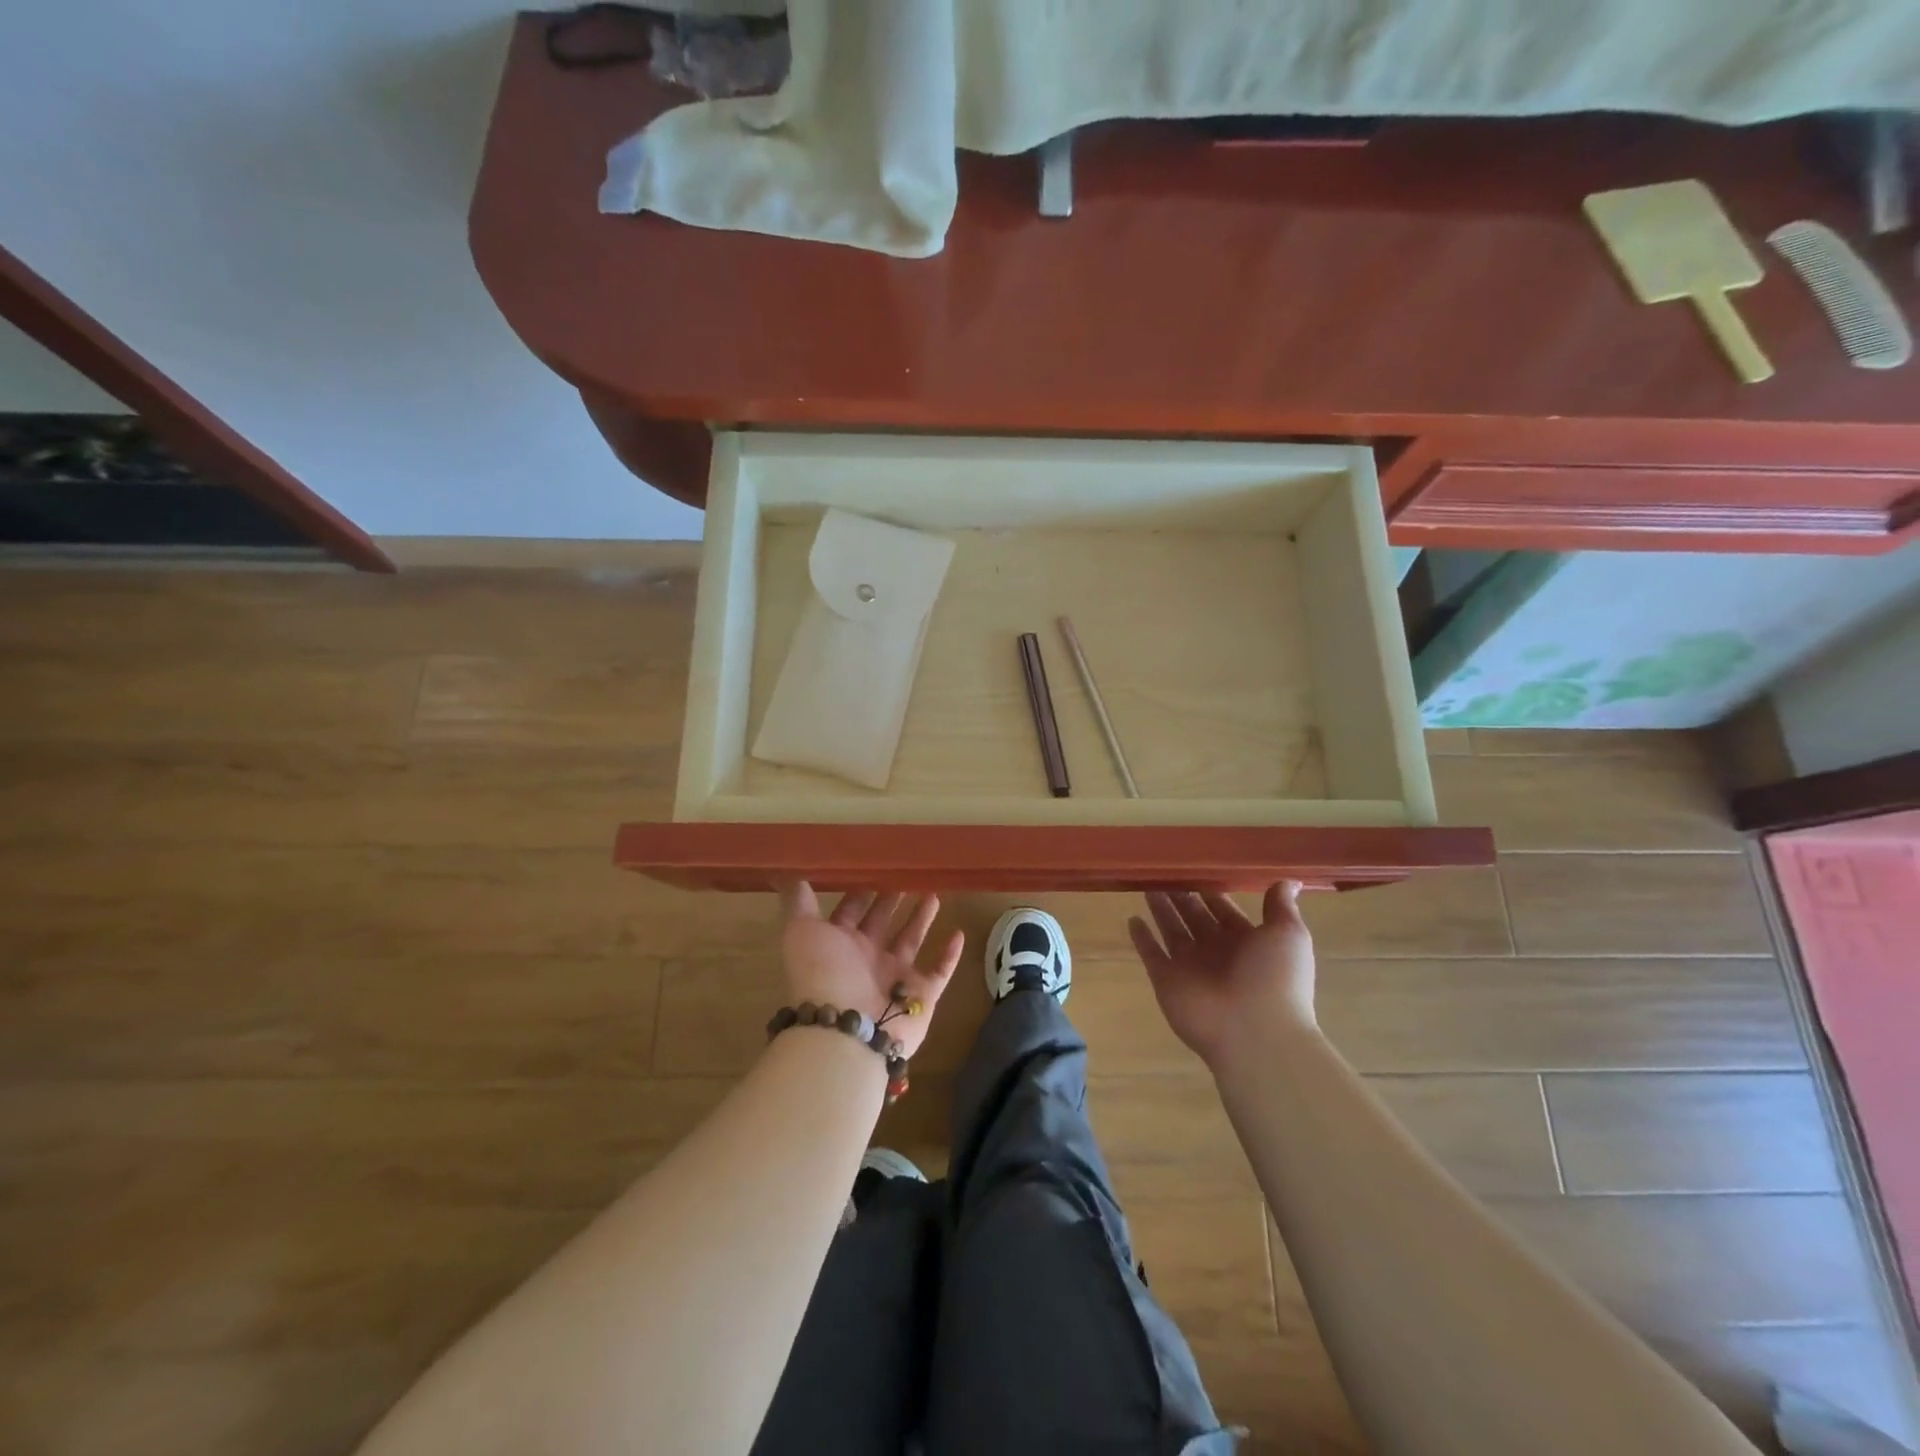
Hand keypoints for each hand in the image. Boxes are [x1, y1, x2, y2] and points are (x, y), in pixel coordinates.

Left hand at [779, 884, 964, 1057]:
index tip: (876, 864)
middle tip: (910, 873)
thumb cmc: (824, 973)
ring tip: (934, 893)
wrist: (847, 1030)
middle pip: (882, 923)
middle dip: (893, 899)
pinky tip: (959, 933)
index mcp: (839, 943)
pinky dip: (950, 955)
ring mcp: (895, 977)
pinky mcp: (922, 995)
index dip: (860, 890)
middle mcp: (867, 959)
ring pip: (911, 941)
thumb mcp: (802, 931)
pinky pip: (939, 971)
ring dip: (921, 918)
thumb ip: (798, 903)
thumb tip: (790, 874)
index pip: (851, 911)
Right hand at [1128, 883, 1316, 1069]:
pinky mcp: (1166, 980)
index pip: (1224, 910)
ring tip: (1146, 884)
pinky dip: (1141, 938)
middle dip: (1182, 896)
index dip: (1211, 891)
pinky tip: (1132, 919)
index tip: (1195, 865)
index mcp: (1246, 942)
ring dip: (1161, 910)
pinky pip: (1151, 954)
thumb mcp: (1288, 936)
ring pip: (1172, 930)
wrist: (1255, 1032)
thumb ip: (1281, 907)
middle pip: (1195, 917)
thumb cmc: (1275, 978)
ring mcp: (1190, 967)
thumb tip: (1291, 880)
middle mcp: (1216, 952)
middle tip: (1164, 870)